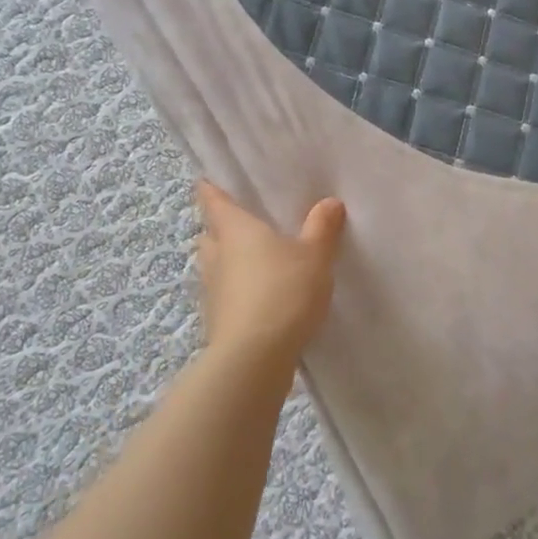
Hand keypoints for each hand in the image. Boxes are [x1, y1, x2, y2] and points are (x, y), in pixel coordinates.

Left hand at [194, 182, 345, 362]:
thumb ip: (322, 228)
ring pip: (215, 266)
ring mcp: (212, 291)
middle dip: (222, 228)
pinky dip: (237, 291)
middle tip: (244, 224)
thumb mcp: (314, 256)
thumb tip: (329, 202)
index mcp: (234, 229)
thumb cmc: (283, 291)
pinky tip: (259, 298)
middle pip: (210, 234)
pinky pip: (225, 295)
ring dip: (229, 262)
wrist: (254, 358)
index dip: (210, 189)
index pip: (213, 200)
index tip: (207, 180)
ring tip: (256, 262)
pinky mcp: (217, 321)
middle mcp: (216, 255)